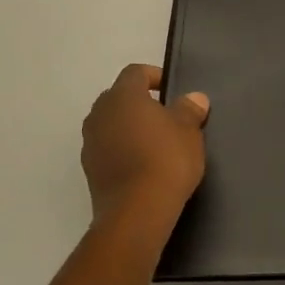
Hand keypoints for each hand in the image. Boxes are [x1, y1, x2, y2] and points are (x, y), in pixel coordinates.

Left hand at [81, 65, 209, 223]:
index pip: (135, 73)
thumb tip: (194, 98)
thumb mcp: (189, 131)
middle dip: (140, 103)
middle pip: (119, 97)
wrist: (137, 211)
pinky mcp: (89, 169)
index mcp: (123, 96)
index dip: (154, 76)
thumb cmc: (166, 160)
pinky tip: (143, 165)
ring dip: (129, 127)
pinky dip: (122, 149)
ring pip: (111, 123)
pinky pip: (108, 148)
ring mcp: (90, 142)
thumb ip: (189, 110)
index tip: (171, 90)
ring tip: (155, 142)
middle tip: (166, 116)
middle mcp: (100, 113)